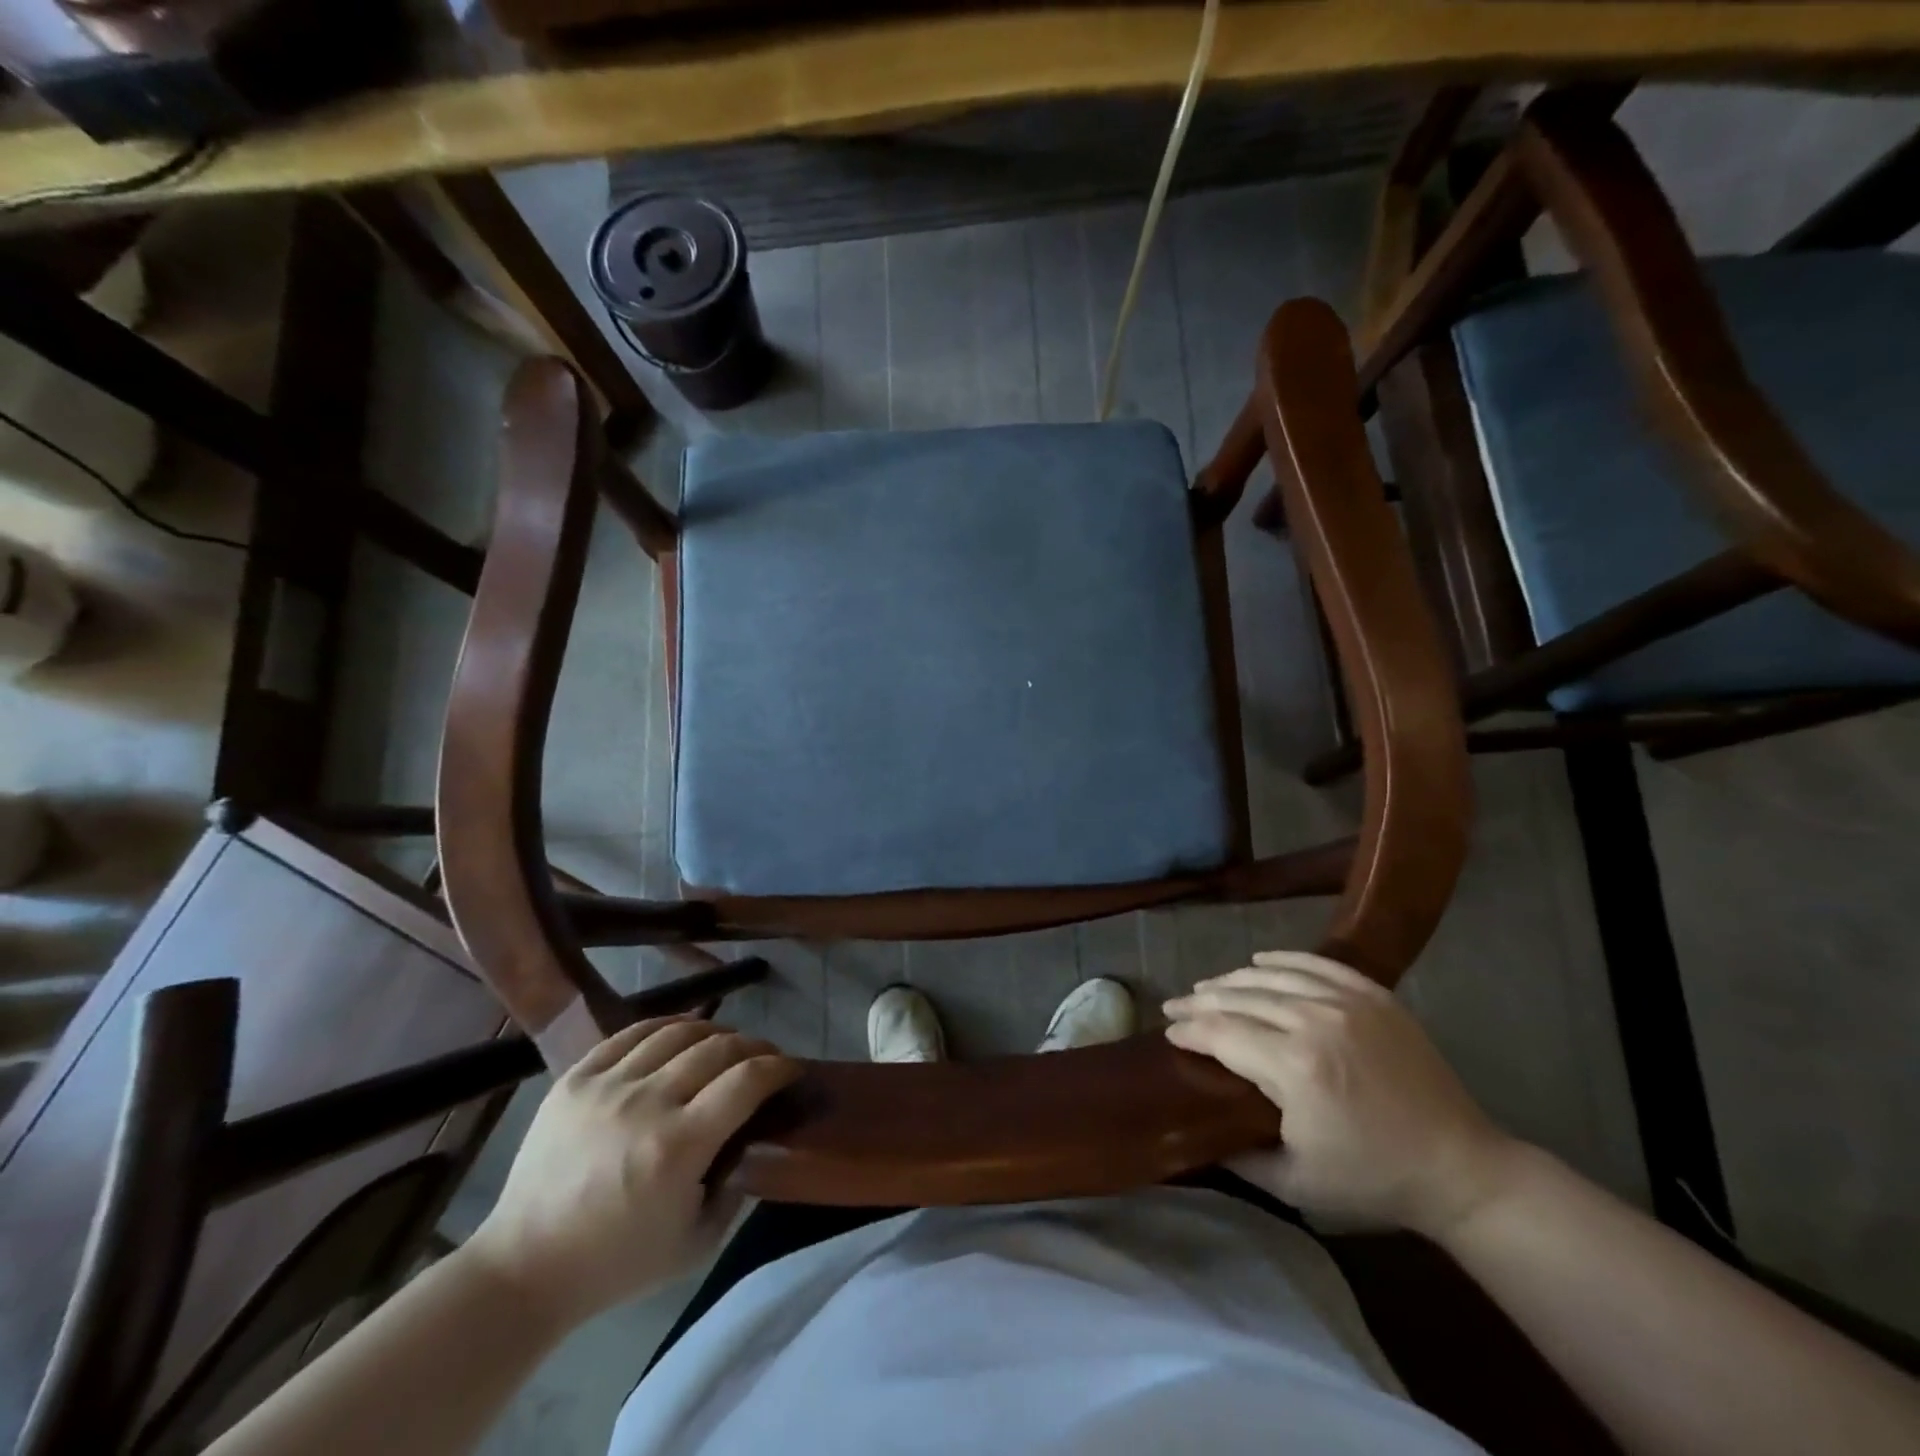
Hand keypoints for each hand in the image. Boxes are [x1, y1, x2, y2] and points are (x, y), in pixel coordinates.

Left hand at [465, 1018, 799, 1328]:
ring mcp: (608, 1085)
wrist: (523, 1269)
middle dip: (753, 1046)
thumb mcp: (696, 1244)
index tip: (791, 1070)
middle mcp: (647, 1103)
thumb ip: (736, 1191)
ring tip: (724, 1045)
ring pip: (678, 1032)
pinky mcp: (576, 1077)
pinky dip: (666, 1027)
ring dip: (714, 1032)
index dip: (778, 1067)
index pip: (747, 1080)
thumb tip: (754, 1143)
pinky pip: (632, 1033)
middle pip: (719, 1047)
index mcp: (679, 1146)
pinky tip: (679, 1036)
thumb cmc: (616, 1264)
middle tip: (763, 1059)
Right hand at [1164, 951, 1518, 1236]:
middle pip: (1238, 998)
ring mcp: (1347, 1002)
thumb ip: (1238, 1156)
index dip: (1188, 1031)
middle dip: (1199, 1001)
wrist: (1461, 1170)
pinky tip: (1258, 961)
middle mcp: (1314, 1021)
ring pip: (1271, 976)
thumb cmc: (1373, 1181)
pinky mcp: (1374, 995)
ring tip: (1207, 987)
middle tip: (1174, 1006)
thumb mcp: (1295, 1184)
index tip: (1168, 1033)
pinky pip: (1315, 964)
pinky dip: (1281, 960)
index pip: (1220, 1033)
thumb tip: (1197, 1131)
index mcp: (1293, 1067)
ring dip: (1232, 980)